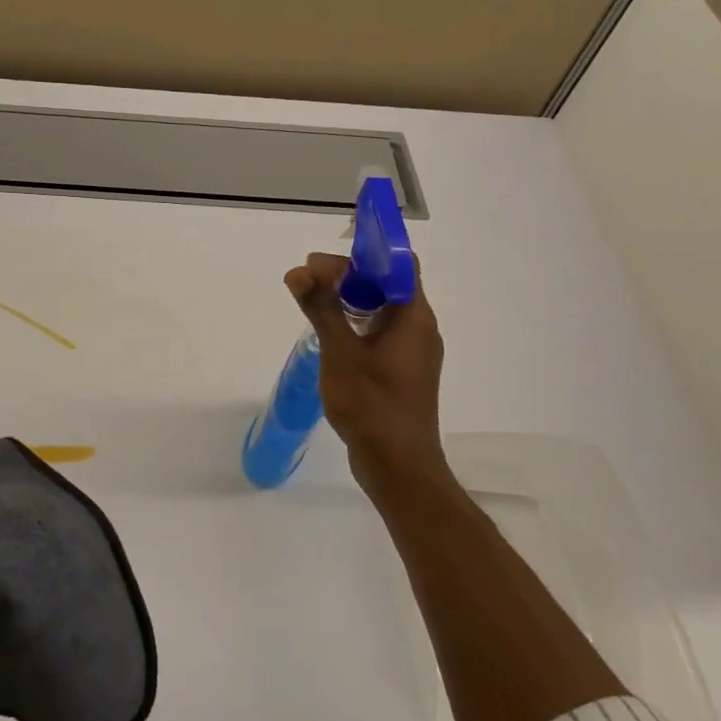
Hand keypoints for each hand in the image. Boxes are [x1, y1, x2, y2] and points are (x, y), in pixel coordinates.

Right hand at [285, 252, 458, 501]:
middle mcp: (420, 329)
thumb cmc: (371, 404)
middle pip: (388, 285)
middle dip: (348, 278)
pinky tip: (330, 339)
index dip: (363, 254)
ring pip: (383, 311)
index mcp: (414, 317)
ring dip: (349, 302)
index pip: (398, 264)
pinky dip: (355, 326)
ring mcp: (413, 354)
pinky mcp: (403, 374)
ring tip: (313, 305)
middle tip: (307, 283)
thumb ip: (321, 308)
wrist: (398, 466)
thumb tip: (299, 272)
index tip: (323, 263)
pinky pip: (381, 335)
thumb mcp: (340, 352)